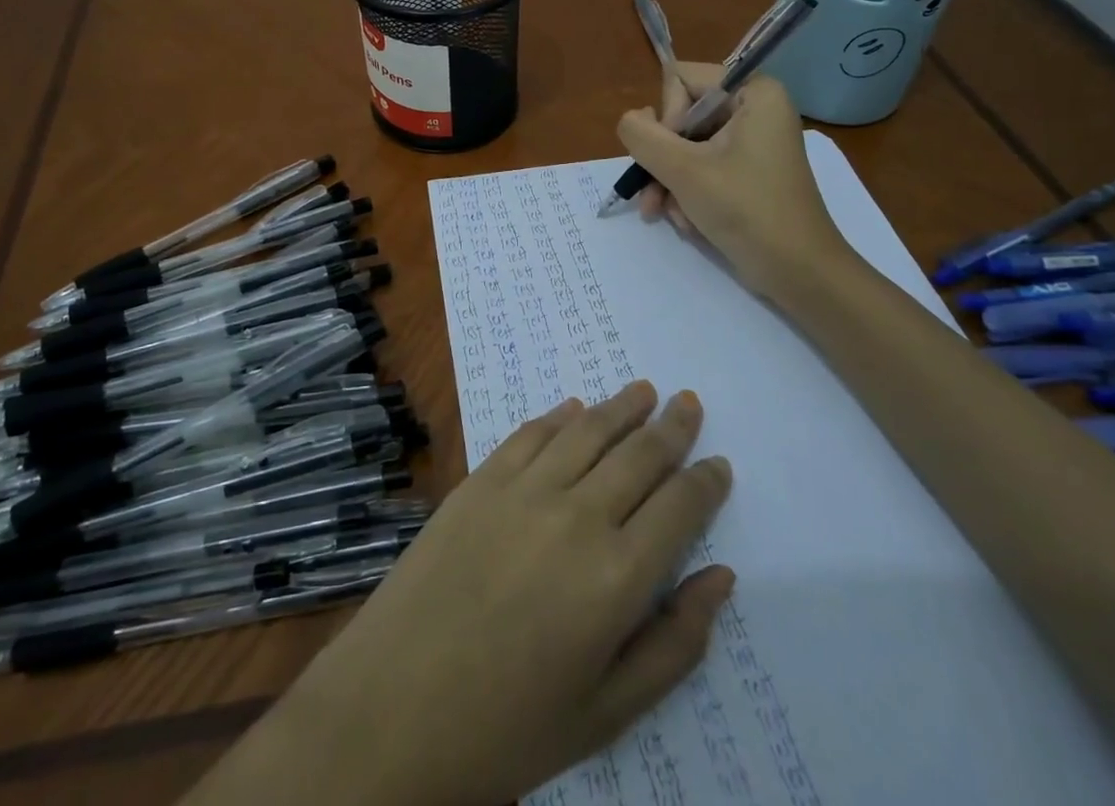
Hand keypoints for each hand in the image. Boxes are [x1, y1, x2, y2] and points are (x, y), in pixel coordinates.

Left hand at [212, 382, 732, 805]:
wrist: (393, 707)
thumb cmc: (508, 726)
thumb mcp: (606, 712)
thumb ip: (673, 645)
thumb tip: (721, 579)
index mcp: (617, 578)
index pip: (680, 508)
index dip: (705, 481)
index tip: (719, 464)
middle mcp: (577, 516)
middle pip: (639, 454)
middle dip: (672, 427)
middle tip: (689, 403)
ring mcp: (523, 489)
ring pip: (587, 430)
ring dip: (621, 406)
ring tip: (644, 389)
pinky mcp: (480, 479)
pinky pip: (531, 433)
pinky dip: (559, 416)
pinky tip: (574, 408)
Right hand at [616, 62, 857, 302]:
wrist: (799, 273)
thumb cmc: (747, 211)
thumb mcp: (684, 170)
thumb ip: (643, 136)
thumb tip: (630, 120)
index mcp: (753, 92)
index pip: (681, 80)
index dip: (667, 117)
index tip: (675, 156)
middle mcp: (754, 108)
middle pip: (680, 115)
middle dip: (664, 160)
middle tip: (656, 196)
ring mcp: (751, 141)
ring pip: (685, 145)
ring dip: (669, 181)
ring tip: (667, 215)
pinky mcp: (747, 170)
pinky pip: (702, 166)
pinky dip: (688, 192)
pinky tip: (687, 222)